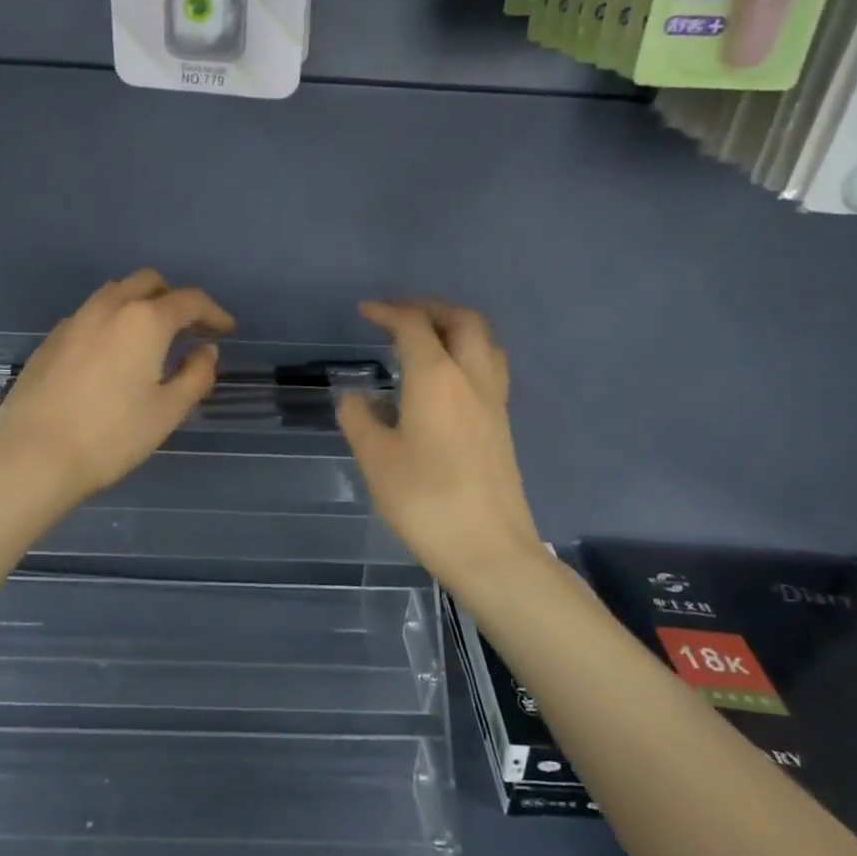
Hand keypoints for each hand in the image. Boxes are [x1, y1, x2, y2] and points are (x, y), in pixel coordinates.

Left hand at [0, 270, 233, 512]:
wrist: (33, 456)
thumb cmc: (111, 436)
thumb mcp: (167, 411)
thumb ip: (195, 375)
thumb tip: (205, 351)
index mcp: (144, 320)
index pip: (189, 300)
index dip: (213, 311)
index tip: (226, 329)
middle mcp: (109, 308)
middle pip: (149, 282)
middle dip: (174, 298)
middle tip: (189, 327)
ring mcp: (74, 321)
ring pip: (115, 293)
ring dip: (140, 303)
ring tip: (151, 336)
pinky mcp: (50, 340)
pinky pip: (90, 315)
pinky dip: (112, 320)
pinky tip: (112, 354)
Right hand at [337, 300, 543, 589]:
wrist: (489, 548)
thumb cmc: (425, 500)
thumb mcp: (376, 459)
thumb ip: (360, 419)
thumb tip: (354, 396)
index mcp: (436, 378)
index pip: (414, 326)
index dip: (388, 311)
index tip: (364, 311)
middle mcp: (471, 377)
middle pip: (462, 319)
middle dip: (430, 307)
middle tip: (400, 313)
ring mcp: (494, 400)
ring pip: (484, 340)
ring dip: (456, 325)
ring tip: (427, 336)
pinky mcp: (502, 423)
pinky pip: (490, 366)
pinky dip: (468, 351)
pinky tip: (447, 376)